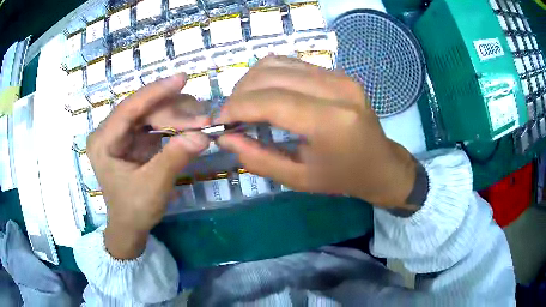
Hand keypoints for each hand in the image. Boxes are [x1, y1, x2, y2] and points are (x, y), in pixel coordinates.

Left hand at [86, 74, 208, 258]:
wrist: (130, 226)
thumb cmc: (134, 210)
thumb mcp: (153, 187)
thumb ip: (174, 158)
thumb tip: (203, 135)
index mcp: (102, 142)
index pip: (128, 109)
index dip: (155, 92)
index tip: (182, 78)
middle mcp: (109, 132)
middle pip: (143, 109)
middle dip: (174, 112)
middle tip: (204, 119)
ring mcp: (122, 134)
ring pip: (151, 112)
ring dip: (177, 115)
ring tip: (201, 121)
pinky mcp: (134, 138)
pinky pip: (156, 123)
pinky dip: (175, 123)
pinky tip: (191, 125)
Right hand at [217, 56, 418, 209]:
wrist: (380, 164)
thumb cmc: (342, 178)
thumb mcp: (298, 179)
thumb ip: (258, 159)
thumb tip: (225, 137)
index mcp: (330, 122)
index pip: (270, 101)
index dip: (237, 107)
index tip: (218, 120)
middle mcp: (336, 89)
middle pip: (271, 75)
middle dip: (240, 93)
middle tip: (230, 115)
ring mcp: (339, 76)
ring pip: (278, 62)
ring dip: (252, 80)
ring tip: (244, 103)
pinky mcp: (338, 73)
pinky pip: (293, 63)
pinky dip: (270, 75)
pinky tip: (265, 93)